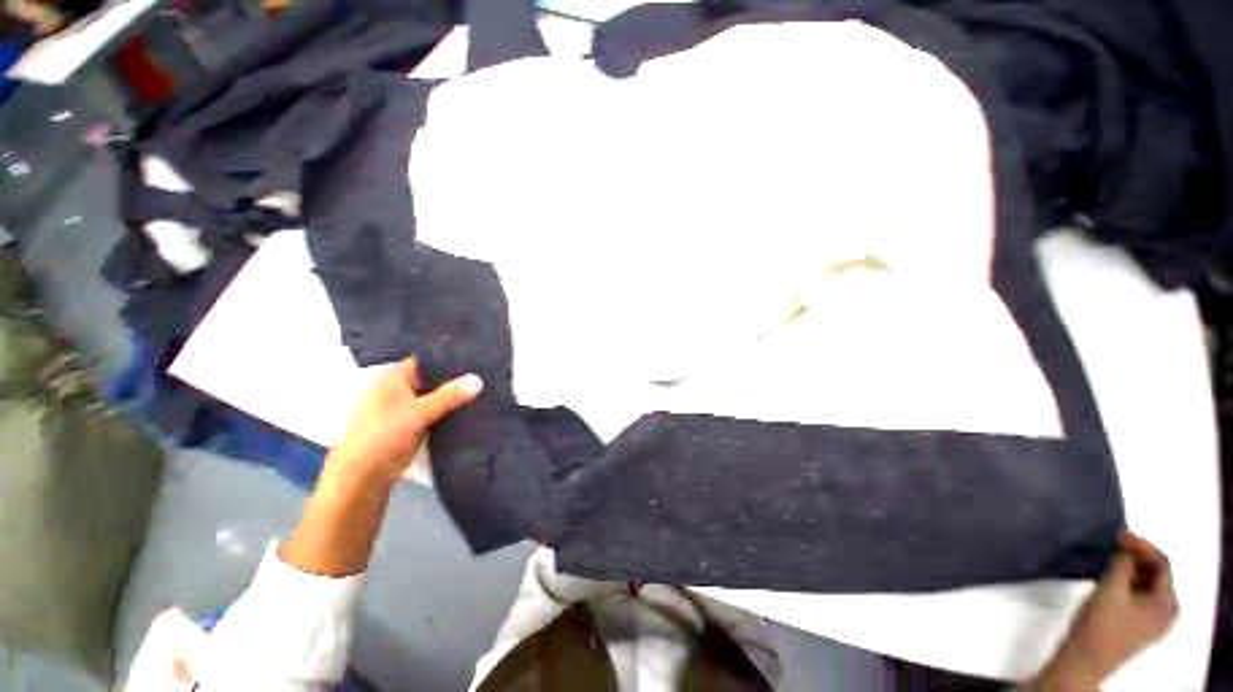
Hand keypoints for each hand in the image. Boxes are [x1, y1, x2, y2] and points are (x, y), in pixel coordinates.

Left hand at [280, 357, 480, 576]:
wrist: (364, 476)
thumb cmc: (383, 435)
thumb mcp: (418, 412)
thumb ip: (449, 395)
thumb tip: (479, 379)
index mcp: (394, 379)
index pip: (424, 359)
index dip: (446, 355)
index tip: (473, 353)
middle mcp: (400, 390)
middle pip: (432, 378)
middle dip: (455, 376)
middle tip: (485, 369)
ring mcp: (407, 409)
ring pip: (436, 396)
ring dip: (454, 395)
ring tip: (485, 384)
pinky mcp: (414, 426)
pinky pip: (437, 413)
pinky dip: (450, 410)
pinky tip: (472, 407)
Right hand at [1036, 532, 1177, 689]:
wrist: (1084, 659)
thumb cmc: (1100, 624)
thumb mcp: (1111, 590)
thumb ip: (1122, 567)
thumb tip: (1124, 553)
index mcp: (1167, 604)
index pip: (1162, 565)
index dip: (1142, 546)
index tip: (1119, 534)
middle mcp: (1166, 612)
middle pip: (1156, 576)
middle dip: (1137, 558)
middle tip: (1114, 544)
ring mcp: (1152, 623)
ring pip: (1145, 587)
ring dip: (1131, 570)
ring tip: (1110, 559)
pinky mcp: (1137, 627)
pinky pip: (1138, 597)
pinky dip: (1127, 584)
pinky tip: (1111, 580)